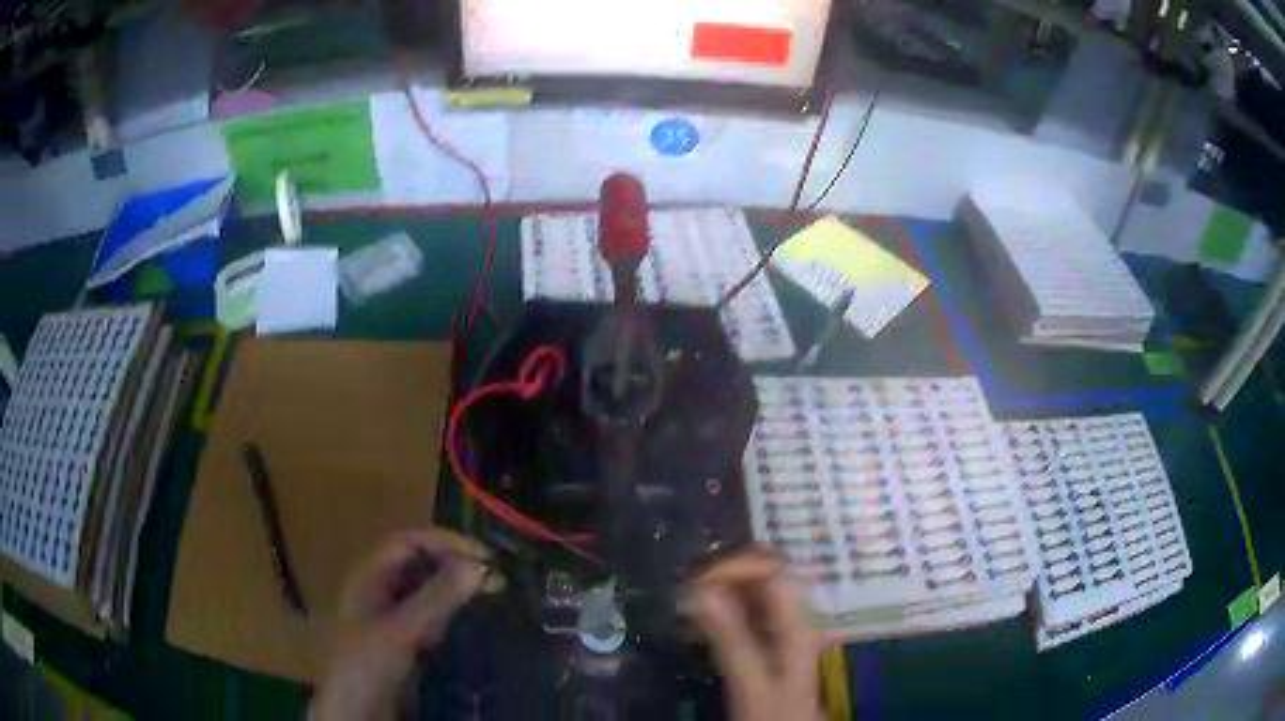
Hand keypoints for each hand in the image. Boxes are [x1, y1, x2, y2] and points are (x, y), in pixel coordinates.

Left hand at [311, 529, 494, 720]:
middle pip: (418, 565)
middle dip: (453, 566)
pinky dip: (451, 616)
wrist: (357, 709)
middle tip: (495, 579)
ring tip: (491, 597)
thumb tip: (477, 567)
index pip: (407, 543)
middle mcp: (379, 590)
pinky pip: (430, 618)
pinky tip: (471, 624)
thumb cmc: (369, 662)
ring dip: (455, 591)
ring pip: (426, 592)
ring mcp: (391, 617)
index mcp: (368, 577)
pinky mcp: (404, 641)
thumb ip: (436, 598)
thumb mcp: (401, 630)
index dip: (443, 543)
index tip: (483, 556)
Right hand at [683, 547, 822, 720]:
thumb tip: (700, 591)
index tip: (695, 582)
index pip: (772, 569)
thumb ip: (729, 638)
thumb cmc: (772, 713)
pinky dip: (721, 610)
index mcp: (797, 622)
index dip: (736, 566)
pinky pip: (745, 612)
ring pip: (753, 592)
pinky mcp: (767, 644)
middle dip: (723, 575)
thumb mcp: (750, 681)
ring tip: (686, 603)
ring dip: (719, 591)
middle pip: (764, 575)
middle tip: (685, 590)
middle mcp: (794, 618)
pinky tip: (698, 622)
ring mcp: (781, 630)